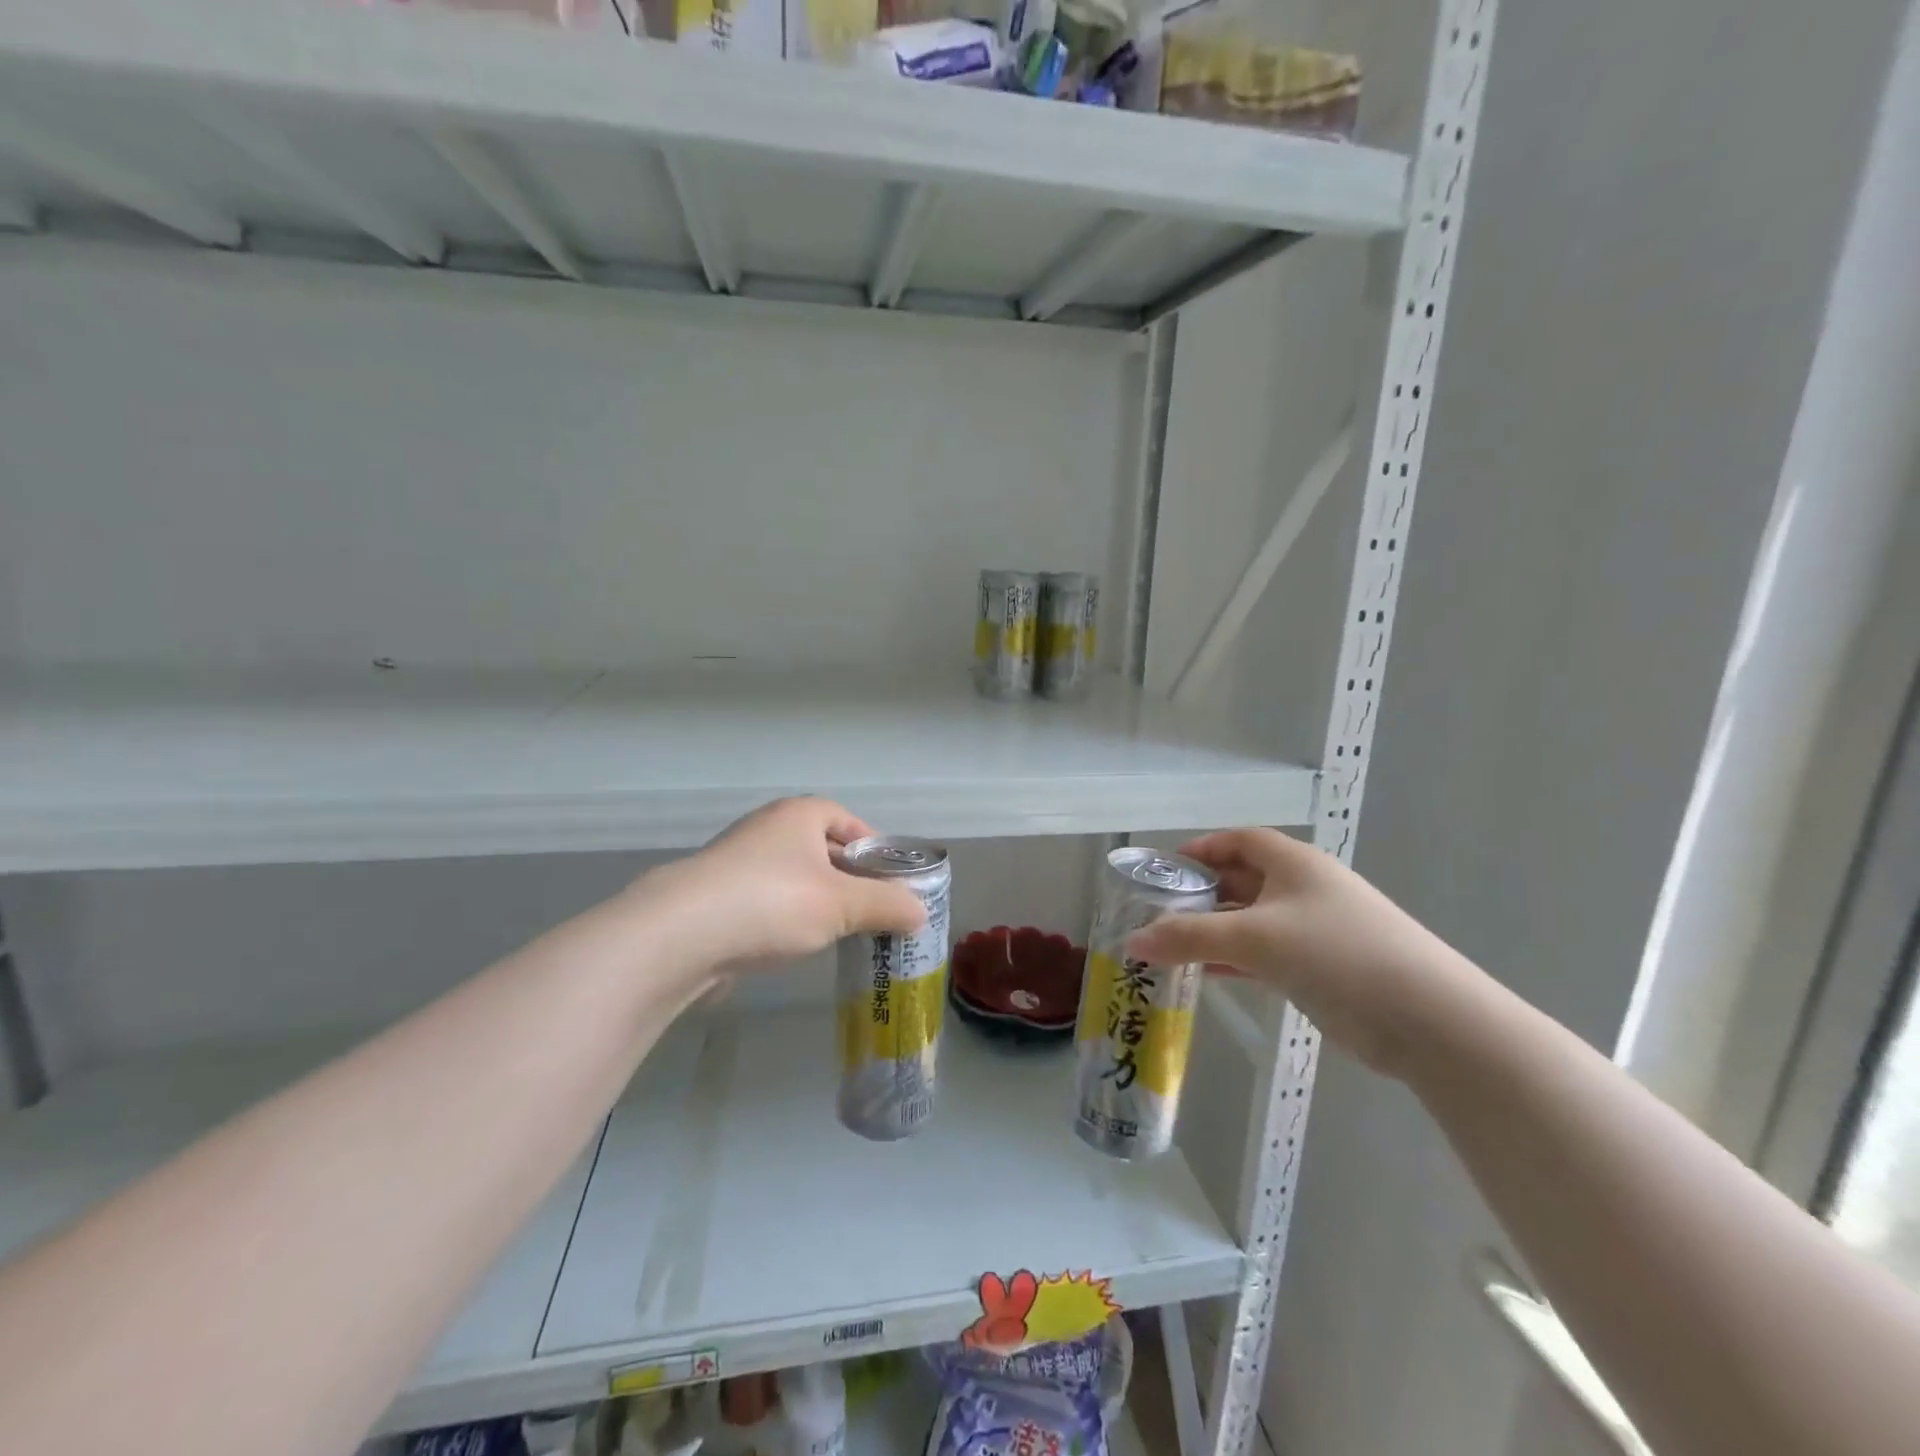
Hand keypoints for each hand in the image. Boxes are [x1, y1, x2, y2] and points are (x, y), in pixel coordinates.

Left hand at [642, 798, 927, 969]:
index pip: (846, 819)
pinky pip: (766, 902)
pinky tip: (795, 946)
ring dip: (817, 900)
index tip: (891, 878)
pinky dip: (786, 918)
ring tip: (841, 931)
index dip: (872, 846)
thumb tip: (920, 912)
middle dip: (848, 877)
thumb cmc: (773, 903)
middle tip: (873, 909)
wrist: (680, 936)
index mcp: (798, 815)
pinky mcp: (716, 899)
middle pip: (821, 849)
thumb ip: (886, 905)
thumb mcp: (843, 905)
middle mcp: (767, 829)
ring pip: (793, 878)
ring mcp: (737, 863)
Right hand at [1125, 829, 1487, 1079]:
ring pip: (1251, 922)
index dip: (1201, 849)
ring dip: (1214, 932)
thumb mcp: (1254, 938)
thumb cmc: (1335, 953)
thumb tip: (1133, 941)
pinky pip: (1265, 955)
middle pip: (1242, 881)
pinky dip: (1235, 961)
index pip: (1239, 841)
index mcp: (1293, 863)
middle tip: (1158, 913)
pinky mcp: (1322, 969)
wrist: (1428, 1020)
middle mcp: (1304, 889)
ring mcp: (1315, 930)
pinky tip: (1205, 975)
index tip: (1165, 869)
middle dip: (1201, 895)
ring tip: (1170, 947)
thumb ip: (1190, 937)